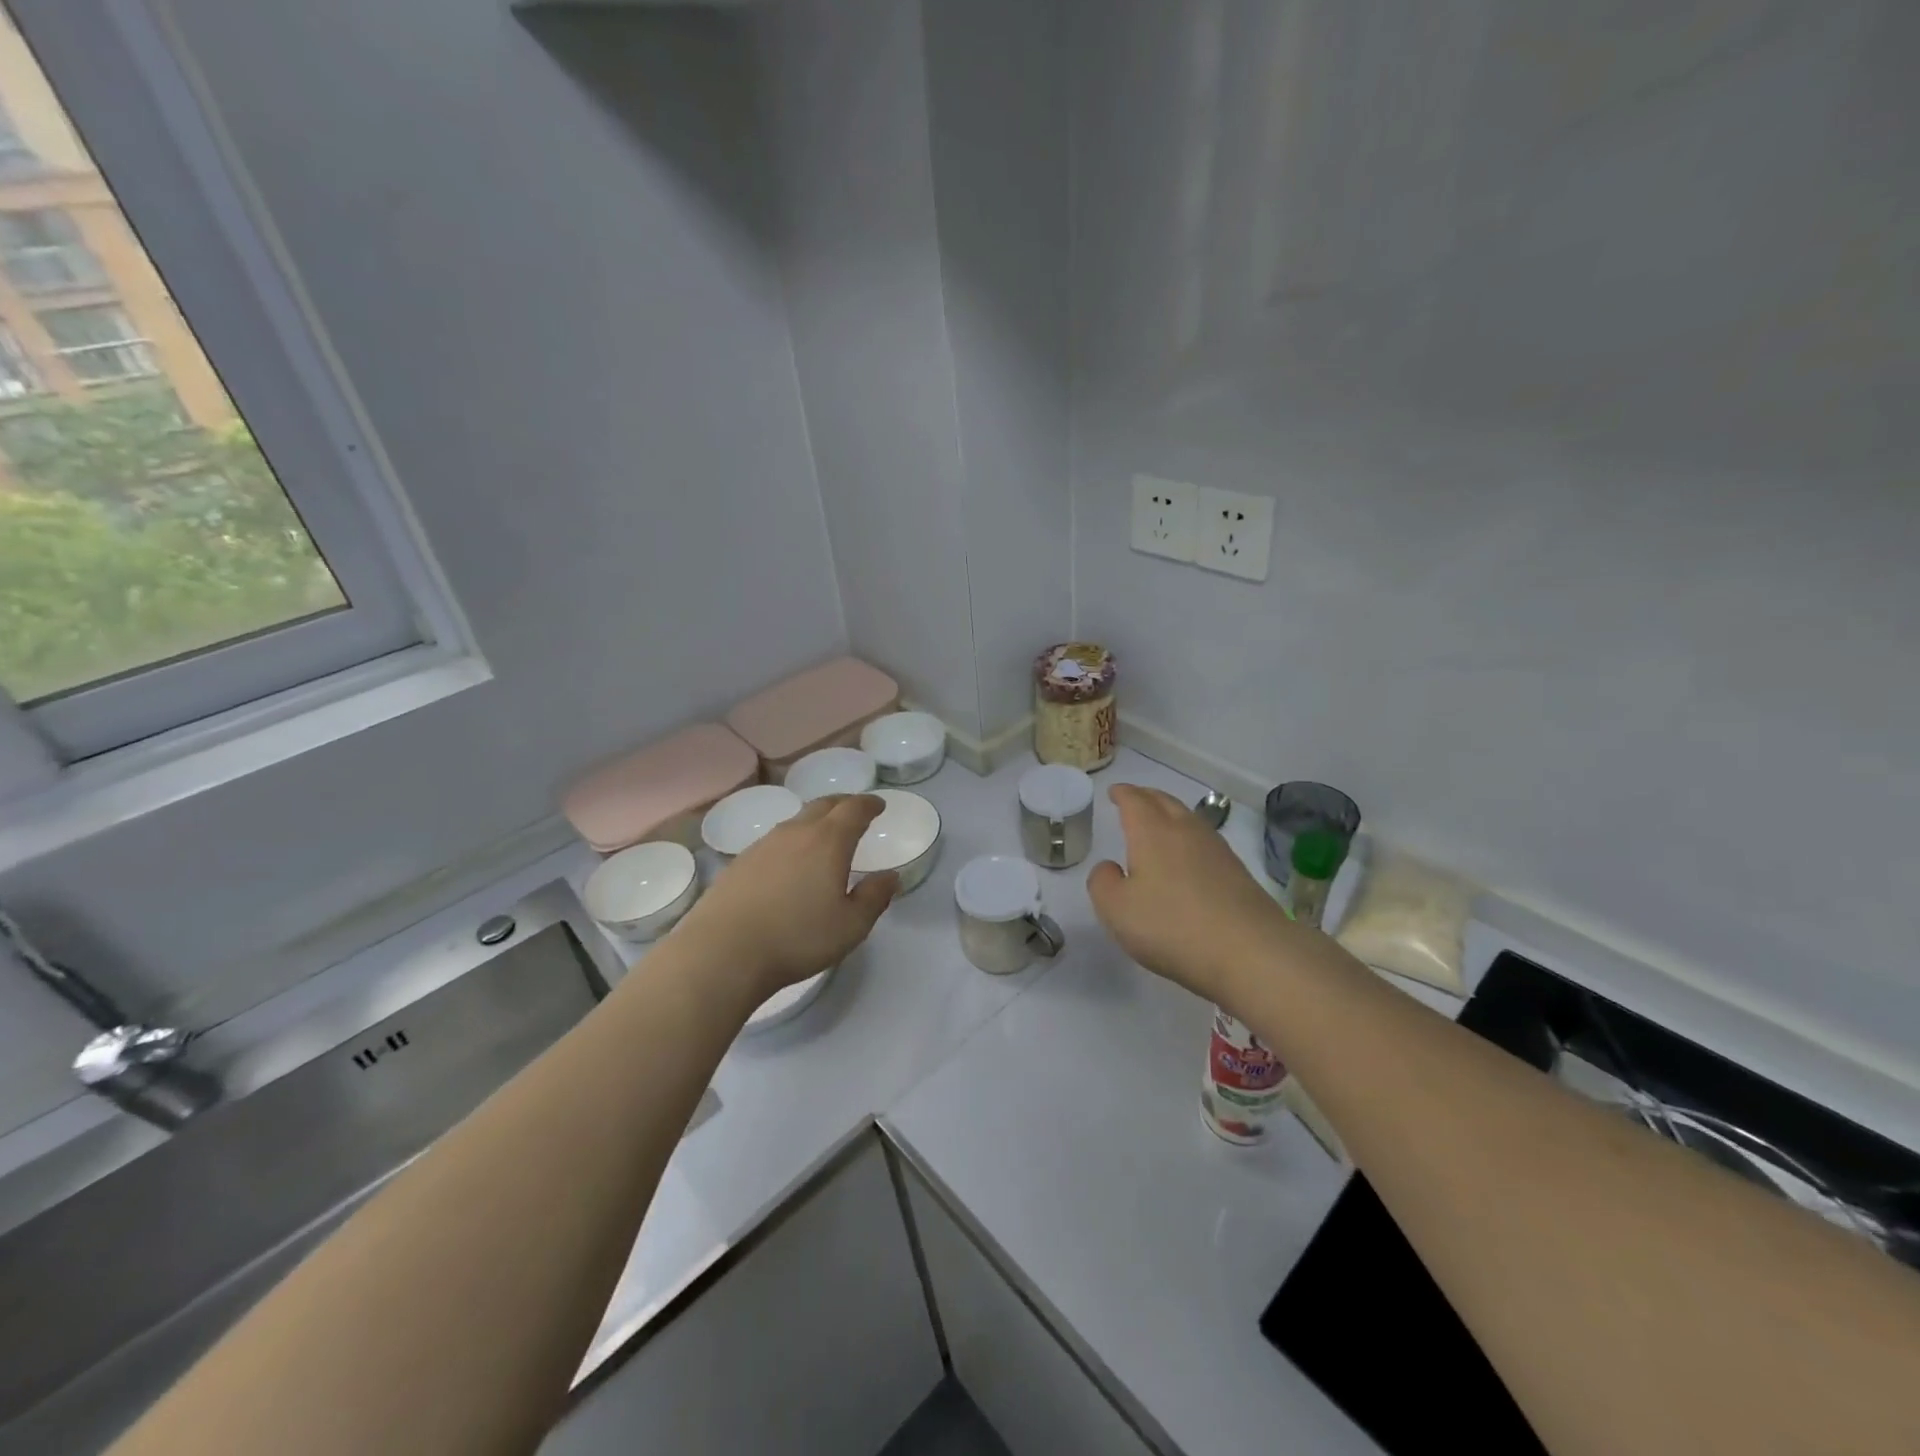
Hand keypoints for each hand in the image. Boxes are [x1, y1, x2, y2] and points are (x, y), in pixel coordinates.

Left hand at [671, 794, 897, 1004]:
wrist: (723, 952)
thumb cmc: (797, 938)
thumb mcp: (851, 926)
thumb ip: (874, 897)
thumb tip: (890, 876)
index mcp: (828, 841)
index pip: (853, 809)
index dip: (869, 804)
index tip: (878, 805)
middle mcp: (796, 832)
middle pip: (823, 805)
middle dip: (843, 804)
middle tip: (855, 811)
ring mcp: (763, 845)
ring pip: (796, 821)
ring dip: (816, 820)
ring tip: (824, 834)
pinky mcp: (740, 862)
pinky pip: (775, 839)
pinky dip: (792, 839)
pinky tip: (790, 861)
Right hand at [1087, 784, 1291, 1002]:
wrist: (1251, 952)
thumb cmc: (1172, 926)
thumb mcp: (1116, 909)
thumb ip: (1103, 883)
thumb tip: (1110, 867)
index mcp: (1153, 833)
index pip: (1135, 801)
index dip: (1123, 794)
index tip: (1114, 792)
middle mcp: (1186, 832)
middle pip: (1165, 802)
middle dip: (1147, 797)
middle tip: (1134, 799)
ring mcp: (1217, 851)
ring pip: (1189, 820)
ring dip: (1171, 815)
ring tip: (1159, 824)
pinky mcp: (1238, 874)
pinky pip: (1206, 843)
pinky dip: (1190, 840)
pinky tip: (1188, 858)